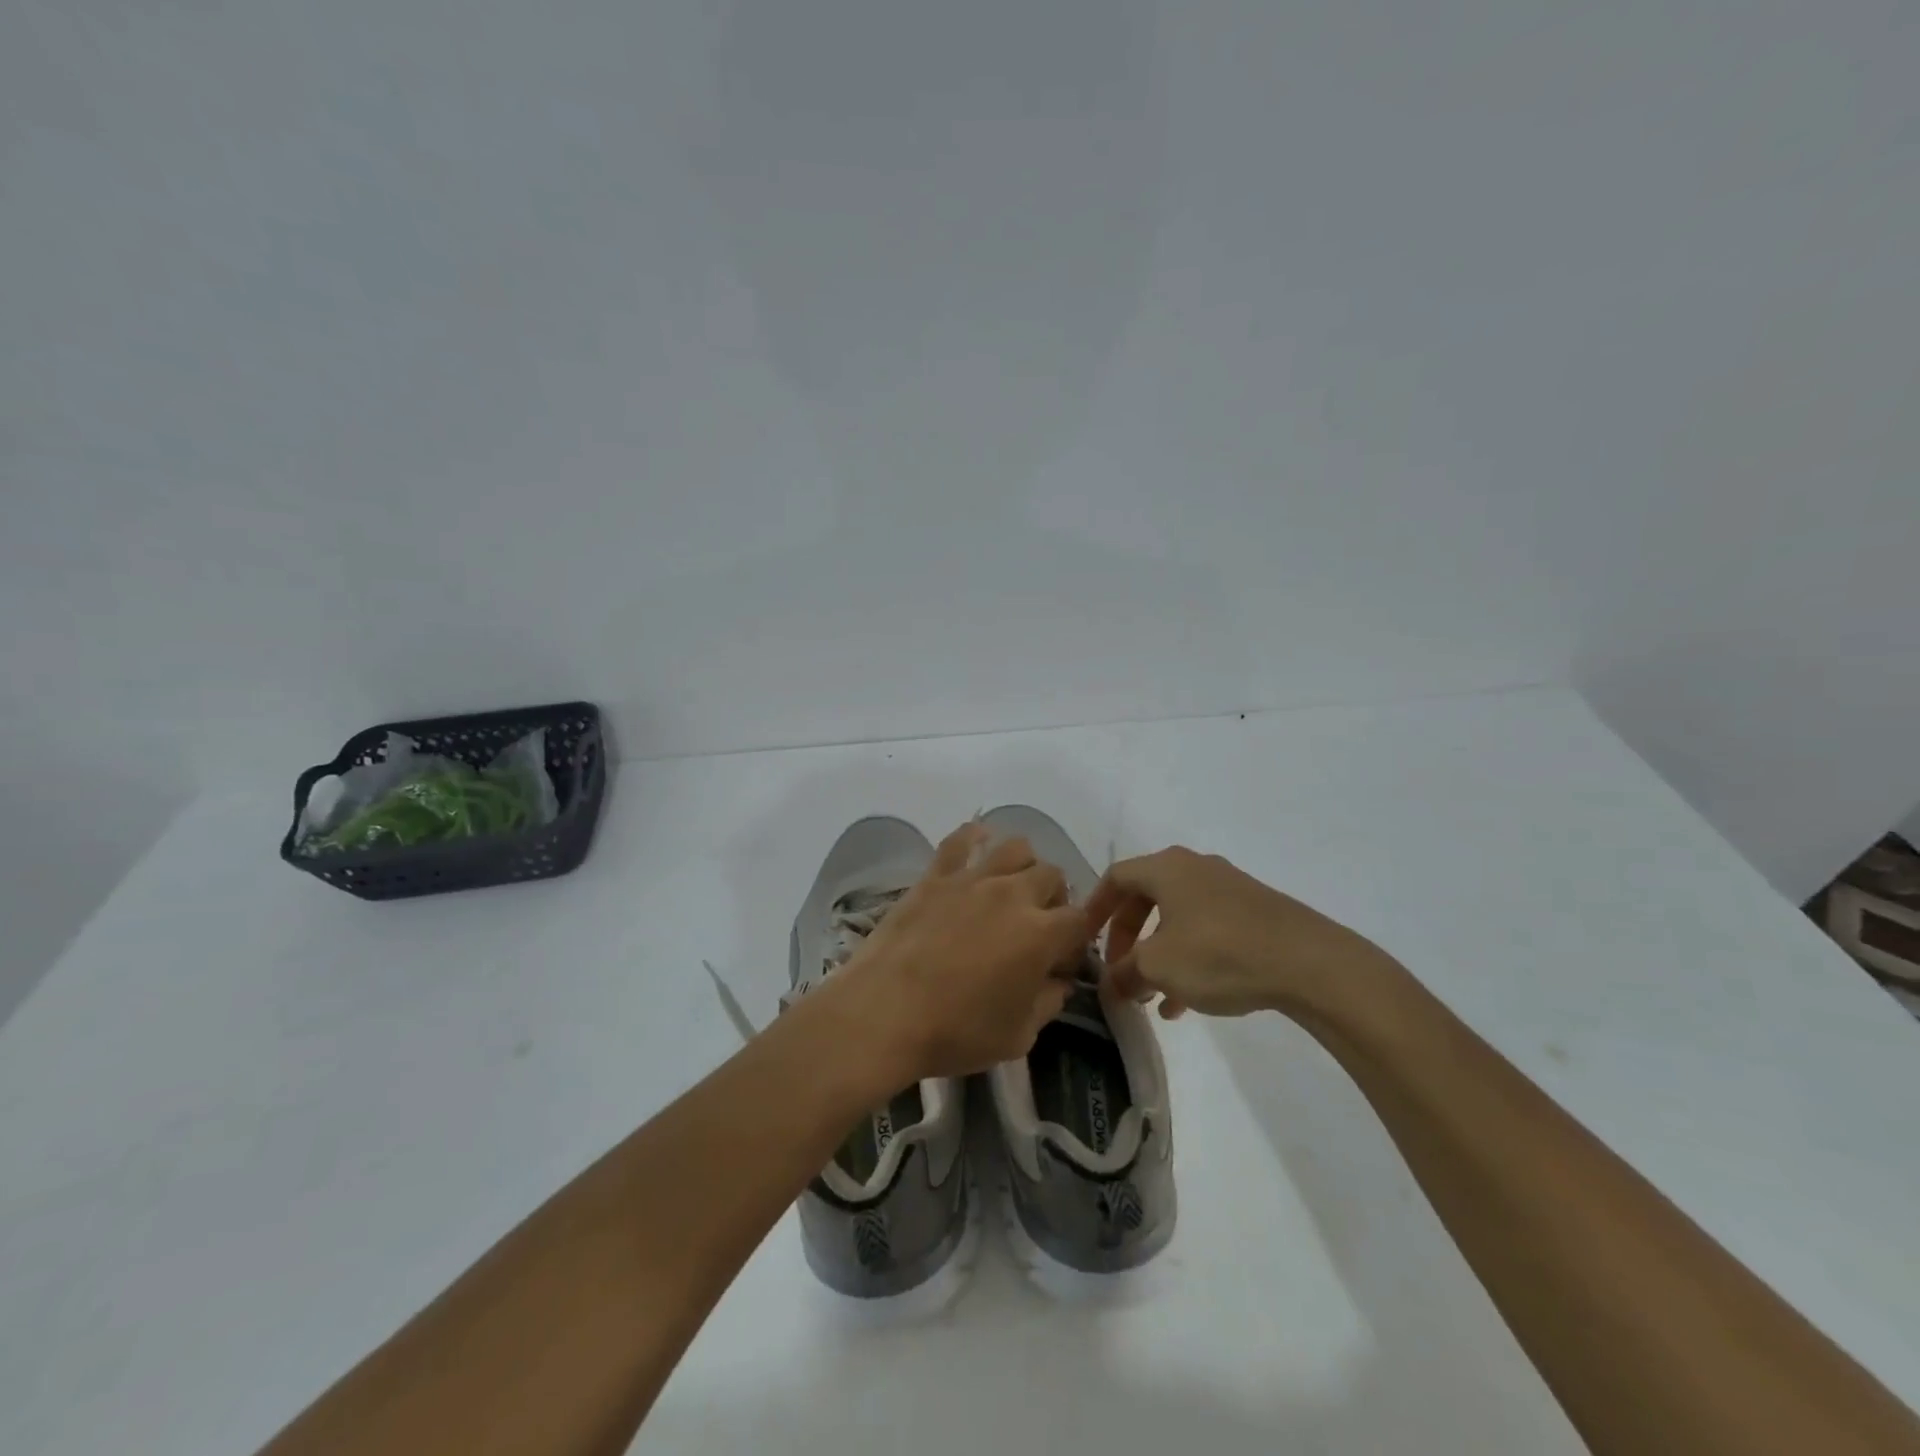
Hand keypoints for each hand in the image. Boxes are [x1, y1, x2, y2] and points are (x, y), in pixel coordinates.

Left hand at [825, 822, 1086, 1081]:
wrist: (885, 1013)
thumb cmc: (956, 1032)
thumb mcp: (1018, 1036)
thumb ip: (1048, 1003)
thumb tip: (1059, 982)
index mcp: (1041, 933)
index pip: (1080, 920)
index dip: (1076, 940)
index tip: (1061, 962)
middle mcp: (1013, 894)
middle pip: (1052, 875)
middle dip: (1054, 899)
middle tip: (1036, 925)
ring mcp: (972, 879)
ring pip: (1016, 847)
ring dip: (1023, 866)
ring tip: (1010, 889)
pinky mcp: (936, 875)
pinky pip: (961, 839)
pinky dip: (974, 837)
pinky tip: (978, 846)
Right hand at [1084, 846, 1400, 1019]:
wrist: (1309, 962)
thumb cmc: (1219, 953)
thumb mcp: (1159, 967)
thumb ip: (1125, 972)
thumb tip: (1112, 983)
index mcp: (1165, 868)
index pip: (1115, 877)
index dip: (1095, 907)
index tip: (1084, 938)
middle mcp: (1194, 868)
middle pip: (1145, 897)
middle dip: (1127, 937)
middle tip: (1119, 970)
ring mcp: (1227, 888)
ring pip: (1177, 918)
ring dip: (1158, 954)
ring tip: (1151, 997)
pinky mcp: (1254, 912)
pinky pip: (1206, 930)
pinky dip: (1189, 959)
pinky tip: (1187, 1003)